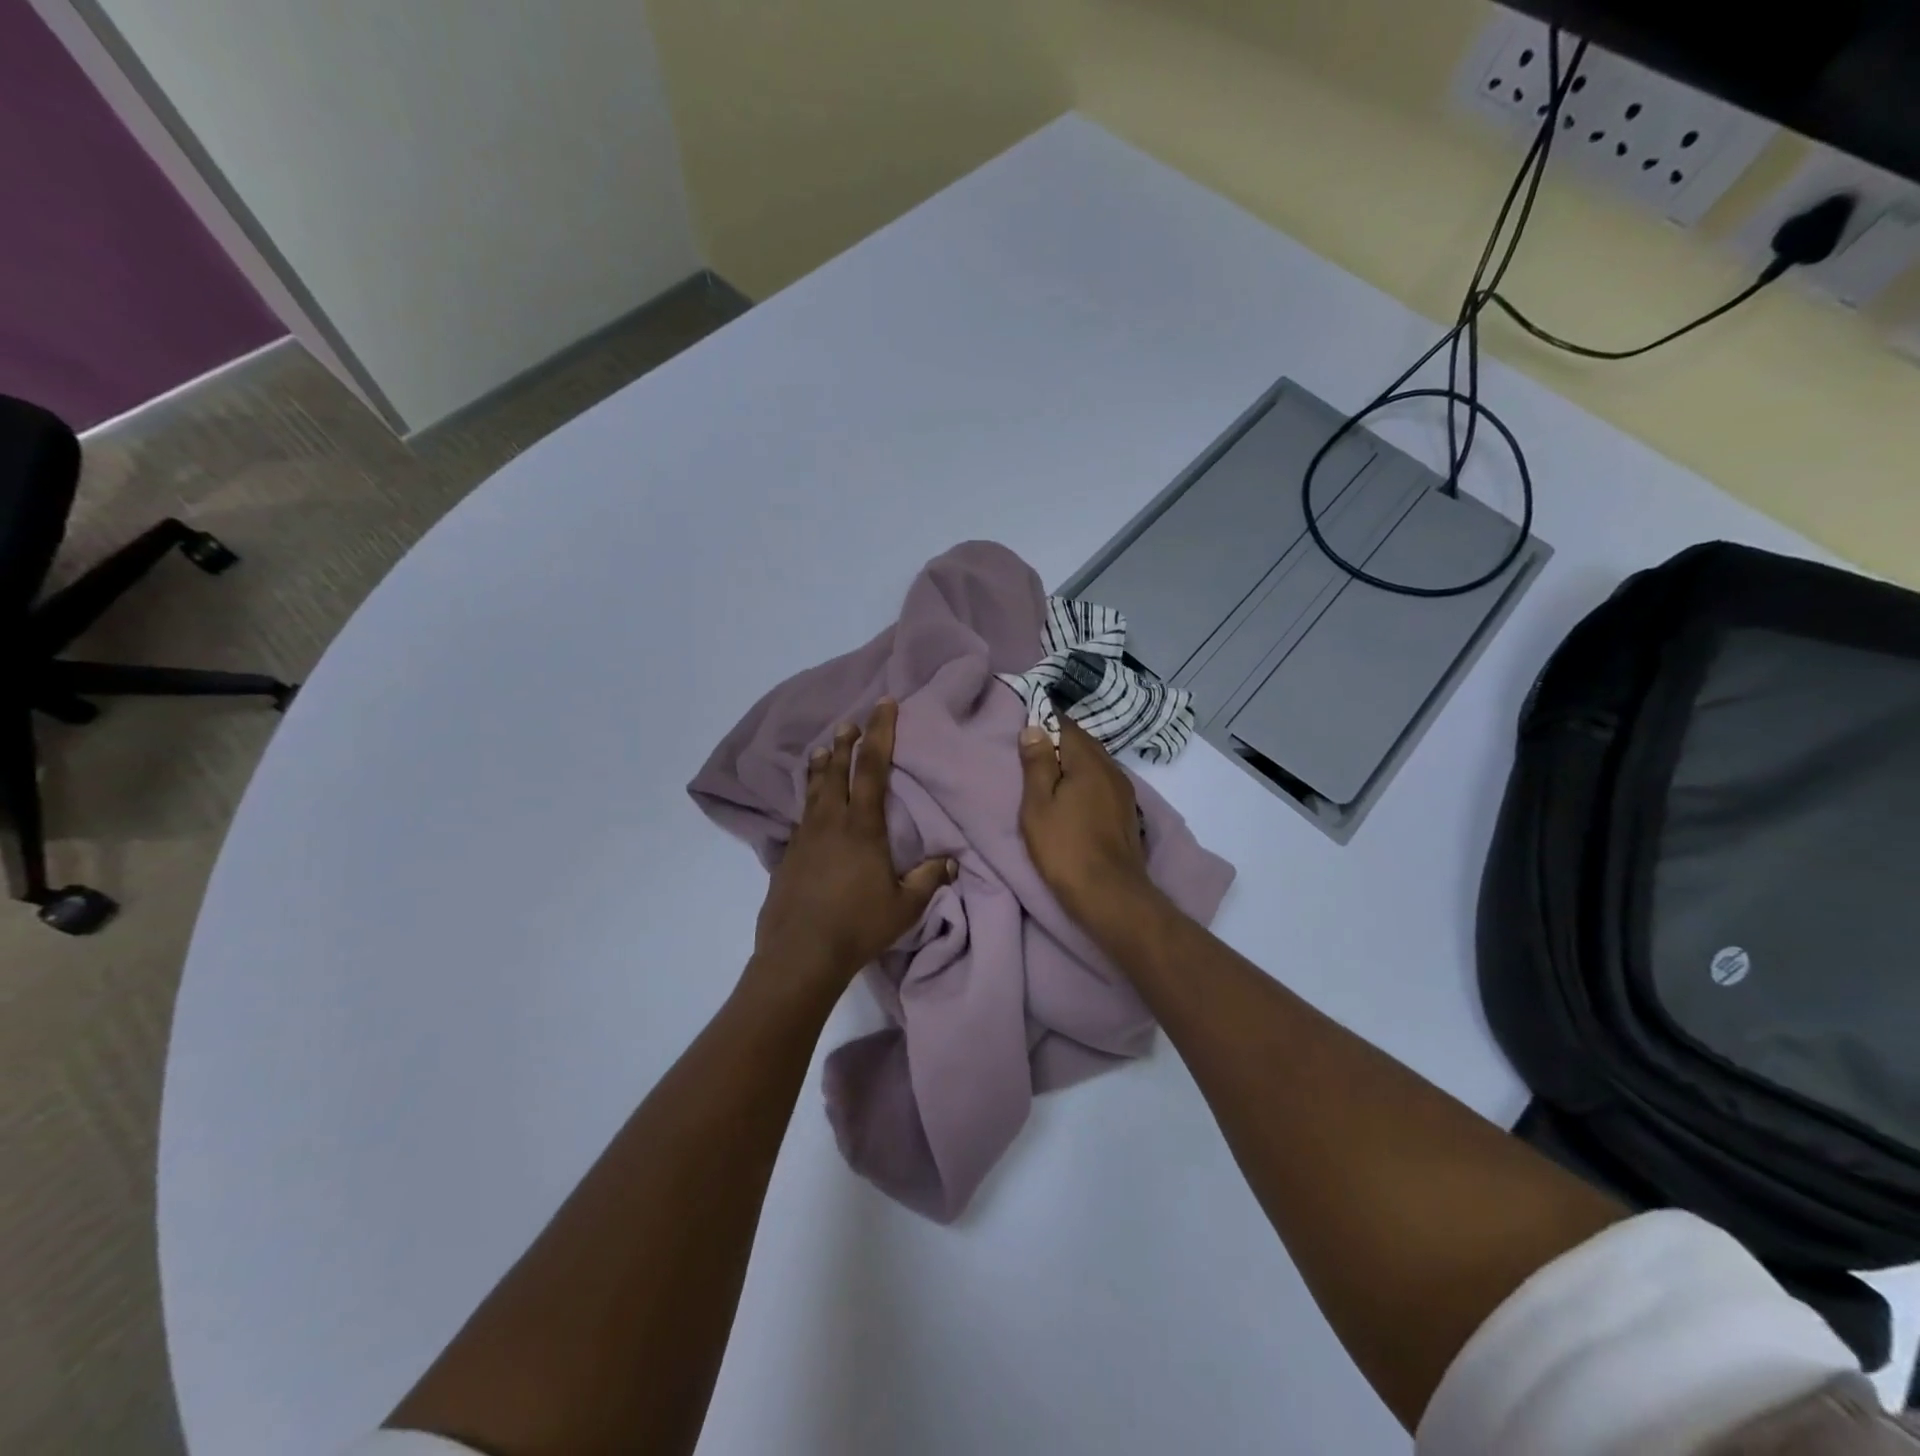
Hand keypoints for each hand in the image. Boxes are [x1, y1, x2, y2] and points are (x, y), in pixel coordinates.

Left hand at [749, 699, 954, 999]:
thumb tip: (949, 861)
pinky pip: (801, 815)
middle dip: (845, 743)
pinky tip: (809, 805)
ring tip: (822, 748)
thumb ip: (928, 879)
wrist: (800, 954)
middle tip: (849, 723)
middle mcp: (830, 822)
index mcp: (862, 827)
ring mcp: (804, 837)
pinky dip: (807, 798)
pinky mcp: (788, 855)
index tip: (883, 705)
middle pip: (836, 770)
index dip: (880, 733)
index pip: (873, 768)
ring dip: (820, 765)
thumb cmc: (857, 926)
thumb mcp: (904, 906)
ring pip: (813, 789)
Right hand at [1018, 716, 1157, 929]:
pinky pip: (1102, 782)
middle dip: (1059, 741)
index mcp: (1089, 762)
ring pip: (1095, 763)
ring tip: (1049, 775)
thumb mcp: (1038, 806)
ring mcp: (1124, 791)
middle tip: (1032, 752)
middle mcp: (1112, 769)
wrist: (1111, 894)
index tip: (1025, 727)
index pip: (1066, 725)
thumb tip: (1034, 728)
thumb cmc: (1065, 848)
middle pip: (1083, 743)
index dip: (1045, 721)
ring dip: (1073, 763)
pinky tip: (1072, 797)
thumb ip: (1037, 765)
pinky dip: (1085, 781)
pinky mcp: (1127, 812)